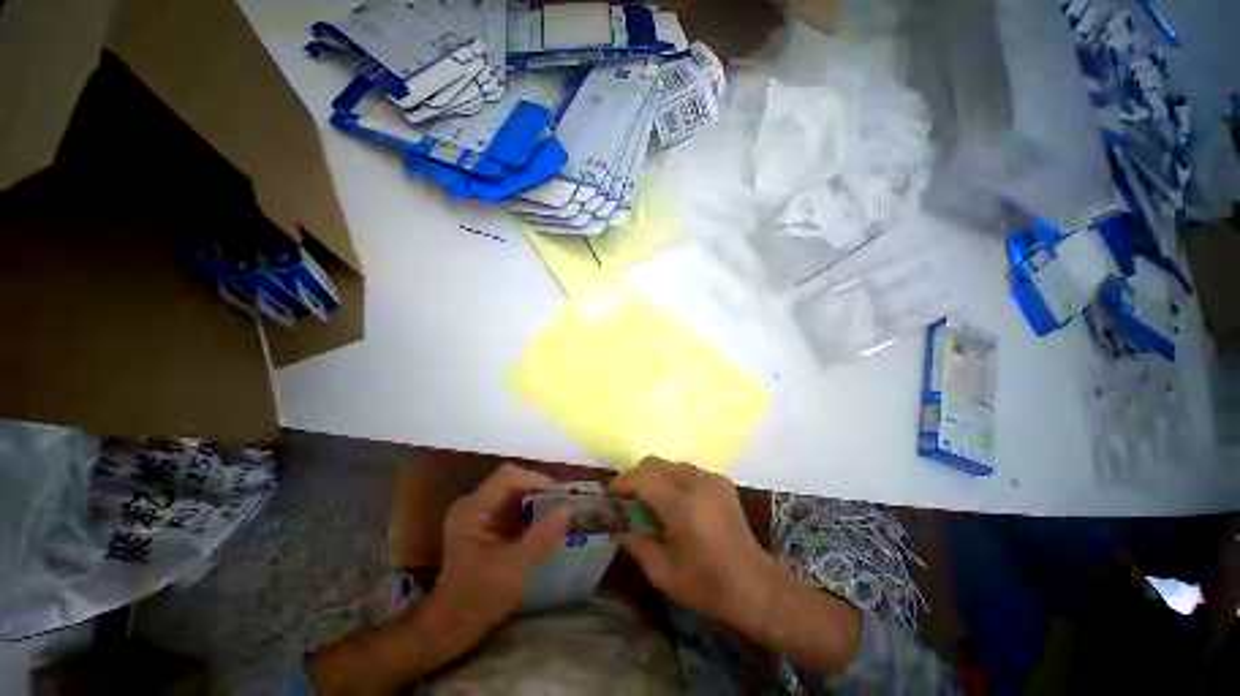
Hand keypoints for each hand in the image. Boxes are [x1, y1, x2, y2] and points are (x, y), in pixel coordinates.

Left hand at [432, 464, 570, 639]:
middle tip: (564, 503)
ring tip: (561, 512)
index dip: (537, 480)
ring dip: (538, 500)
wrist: (453, 627)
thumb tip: (569, 508)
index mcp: (472, 509)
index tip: (561, 495)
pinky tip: (547, 524)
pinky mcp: (488, 525)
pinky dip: (532, 512)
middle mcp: (474, 504)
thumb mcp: (514, 567)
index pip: (508, 477)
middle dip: (540, 490)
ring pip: (516, 493)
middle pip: (513, 482)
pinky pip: (515, 508)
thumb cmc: (479, 597)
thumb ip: (542, 535)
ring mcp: (480, 514)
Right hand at [609, 457, 781, 640]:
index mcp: (681, 505)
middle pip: (654, 462)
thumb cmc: (706, 584)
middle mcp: (696, 482)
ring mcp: (711, 478)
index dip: (621, 482)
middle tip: (630, 499)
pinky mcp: (721, 481)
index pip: (641, 477)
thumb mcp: (662, 572)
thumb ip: (635, 543)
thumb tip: (619, 525)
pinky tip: (679, 504)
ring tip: (654, 503)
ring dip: (655, 477)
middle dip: (636, 476)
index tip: (611, 495)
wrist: (755, 585)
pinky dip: (674, 480)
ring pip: (670, 464)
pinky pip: (687, 471)